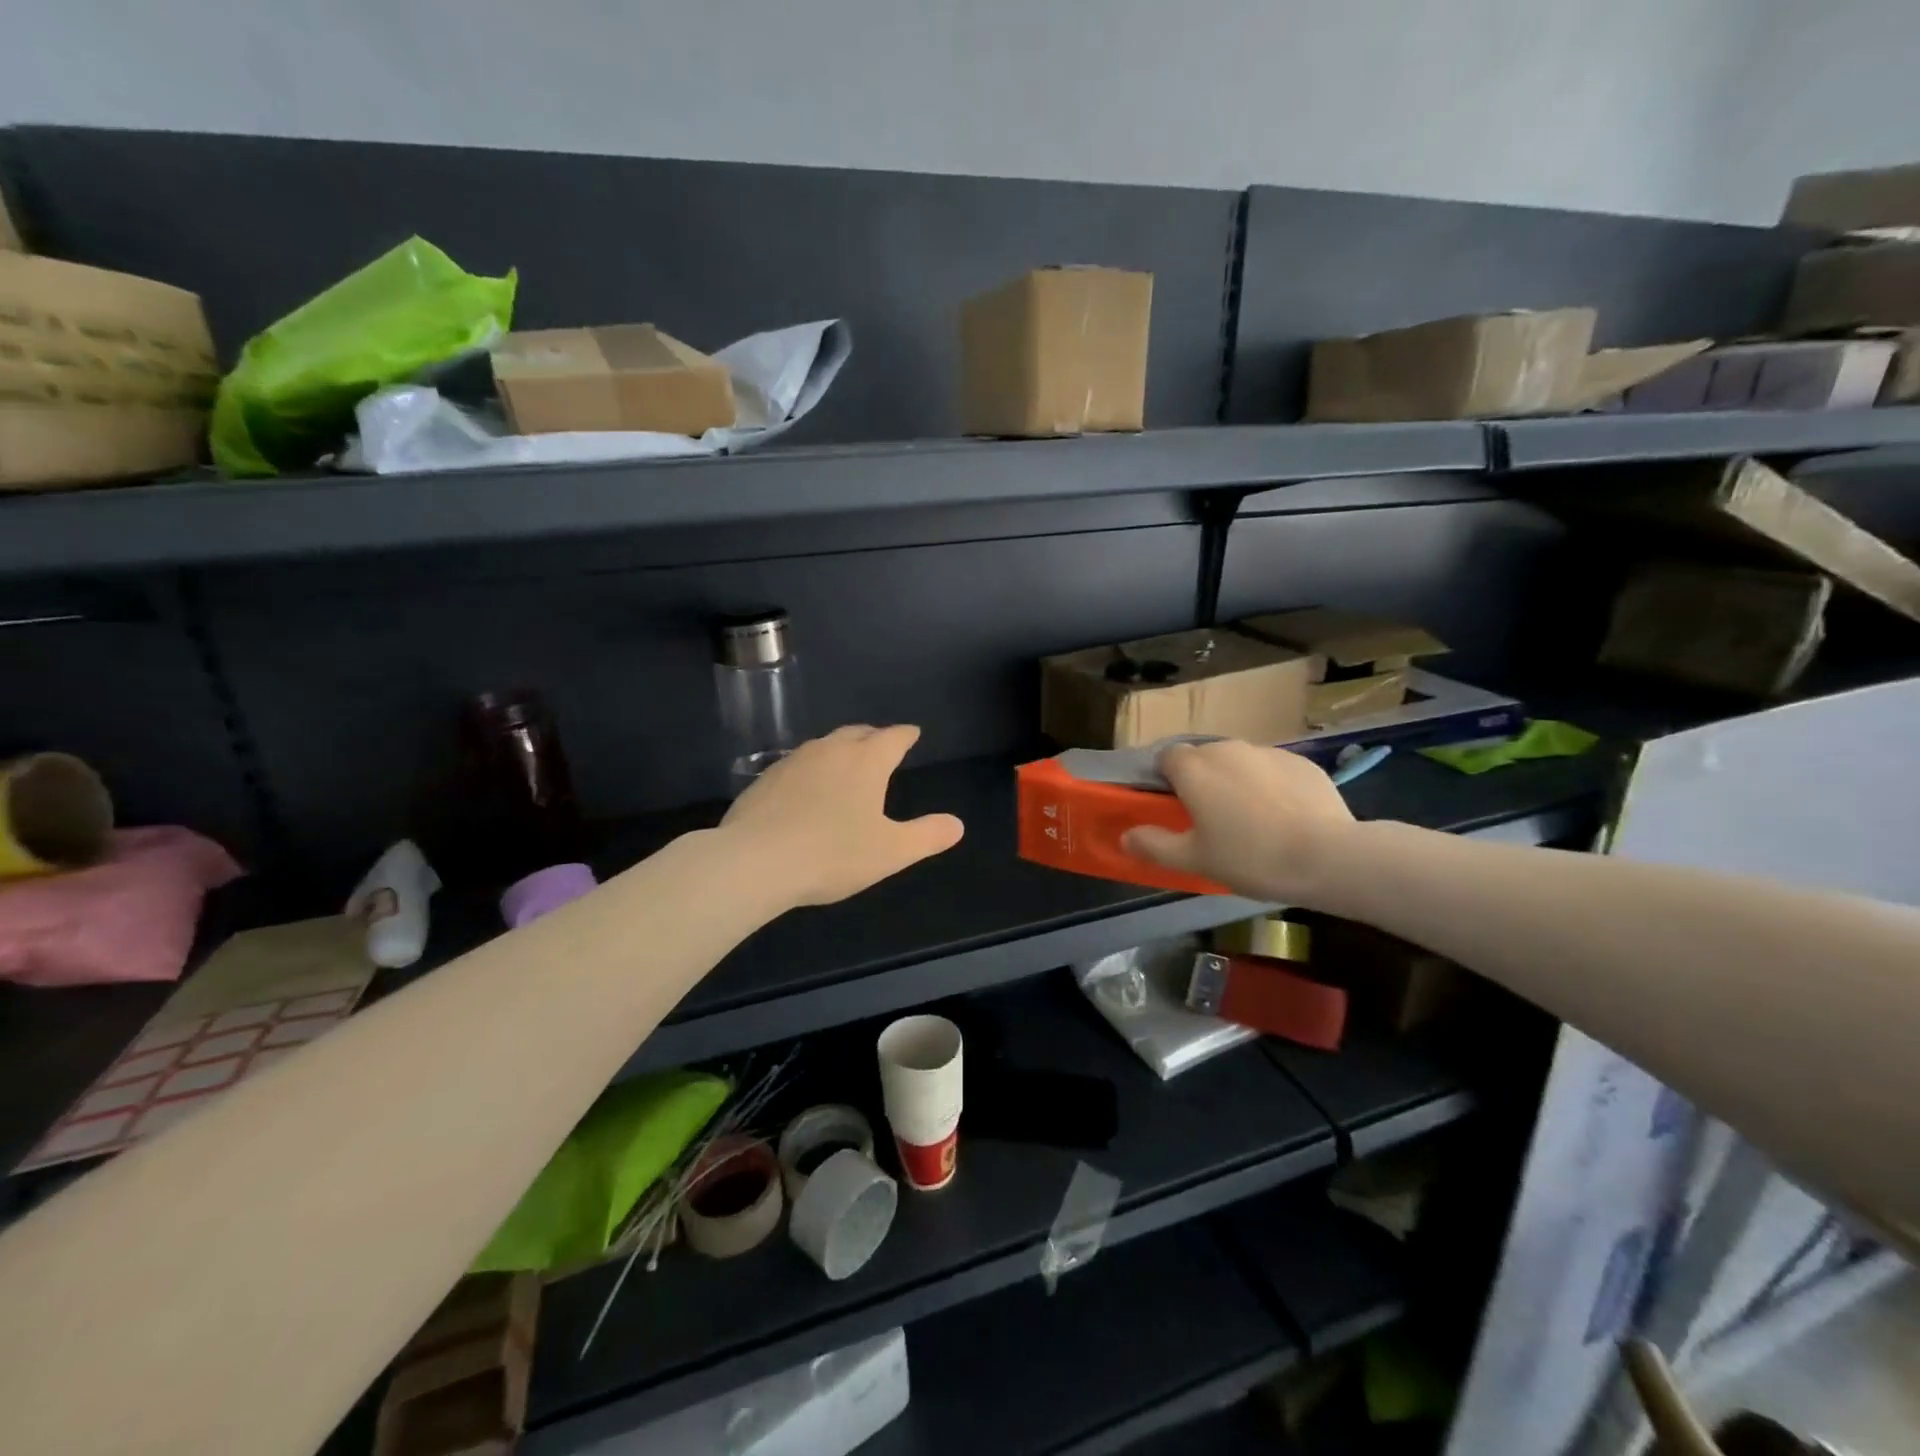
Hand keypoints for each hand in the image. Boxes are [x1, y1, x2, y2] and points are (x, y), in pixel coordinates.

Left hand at [720, 724, 964, 907]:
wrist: (755, 861)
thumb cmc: (832, 854)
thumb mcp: (890, 851)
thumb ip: (927, 836)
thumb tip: (957, 824)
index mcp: (866, 762)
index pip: (893, 737)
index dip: (905, 735)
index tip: (912, 734)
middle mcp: (830, 750)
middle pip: (857, 733)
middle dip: (873, 737)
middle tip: (881, 744)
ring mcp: (793, 761)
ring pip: (824, 745)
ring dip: (840, 750)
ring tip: (846, 764)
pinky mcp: (765, 779)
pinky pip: (797, 764)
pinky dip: (811, 769)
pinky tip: (806, 789)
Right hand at [1119, 739, 1357, 905]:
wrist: (1328, 857)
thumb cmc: (1250, 857)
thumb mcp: (1194, 859)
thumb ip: (1154, 845)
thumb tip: (1125, 837)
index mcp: (1194, 767)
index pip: (1166, 757)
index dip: (1165, 779)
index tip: (1173, 807)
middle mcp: (1227, 748)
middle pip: (1203, 758)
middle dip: (1201, 781)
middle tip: (1210, 820)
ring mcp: (1268, 752)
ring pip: (1239, 762)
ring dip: (1236, 782)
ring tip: (1250, 821)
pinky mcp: (1302, 762)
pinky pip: (1272, 770)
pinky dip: (1270, 786)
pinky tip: (1283, 818)